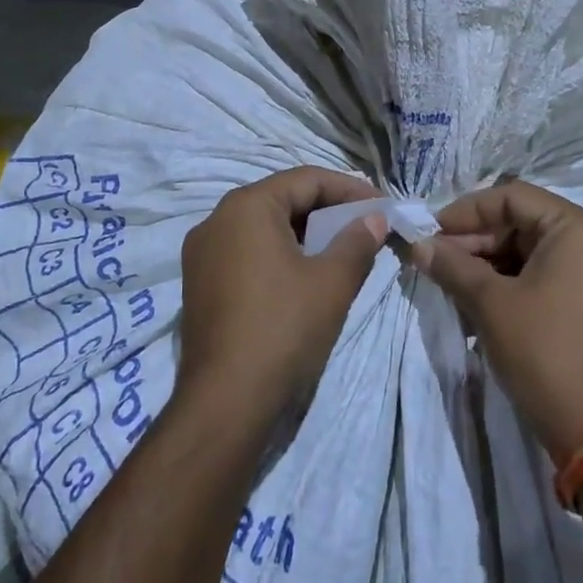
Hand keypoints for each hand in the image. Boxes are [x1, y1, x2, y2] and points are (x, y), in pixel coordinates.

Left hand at [178, 167, 387, 426]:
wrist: (224, 402)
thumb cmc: (283, 328)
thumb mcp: (332, 282)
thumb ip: (357, 241)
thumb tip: (374, 219)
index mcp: (246, 206)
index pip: (306, 179)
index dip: (349, 189)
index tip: (382, 207)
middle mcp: (216, 219)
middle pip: (282, 199)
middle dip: (327, 211)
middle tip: (365, 227)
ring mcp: (202, 253)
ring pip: (263, 227)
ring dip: (304, 233)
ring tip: (340, 251)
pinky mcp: (199, 284)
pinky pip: (246, 252)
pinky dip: (279, 254)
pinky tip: (303, 276)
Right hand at [415, 181, 582, 463]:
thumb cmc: (543, 351)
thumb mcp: (490, 303)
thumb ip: (452, 265)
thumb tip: (419, 245)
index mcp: (579, 229)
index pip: (513, 198)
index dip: (467, 211)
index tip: (433, 231)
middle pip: (526, 224)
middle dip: (478, 241)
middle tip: (438, 261)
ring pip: (536, 253)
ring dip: (492, 265)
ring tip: (455, 285)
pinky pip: (552, 278)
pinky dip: (516, 284)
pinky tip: (483, 305)